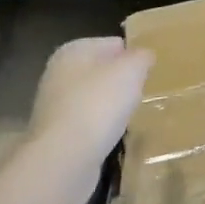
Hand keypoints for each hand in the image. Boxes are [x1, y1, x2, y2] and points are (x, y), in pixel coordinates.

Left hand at [27, 36, 152, 174]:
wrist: (63, 160)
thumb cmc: (99, 104)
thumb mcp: (132, 70)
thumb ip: (142, 57)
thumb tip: (144, 56)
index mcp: (74, 50)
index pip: (114, 44)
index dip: (134, 57)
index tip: (150, 74)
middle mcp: (58, 74)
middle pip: (102, 72)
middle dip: (122, 83)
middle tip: (143, 95)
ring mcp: (54, 106)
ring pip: (94, 99)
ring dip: (111, 108)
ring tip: (131, 118)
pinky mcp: (55, 136)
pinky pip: (87, 125)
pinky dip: (100, 130)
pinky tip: (113, 138)